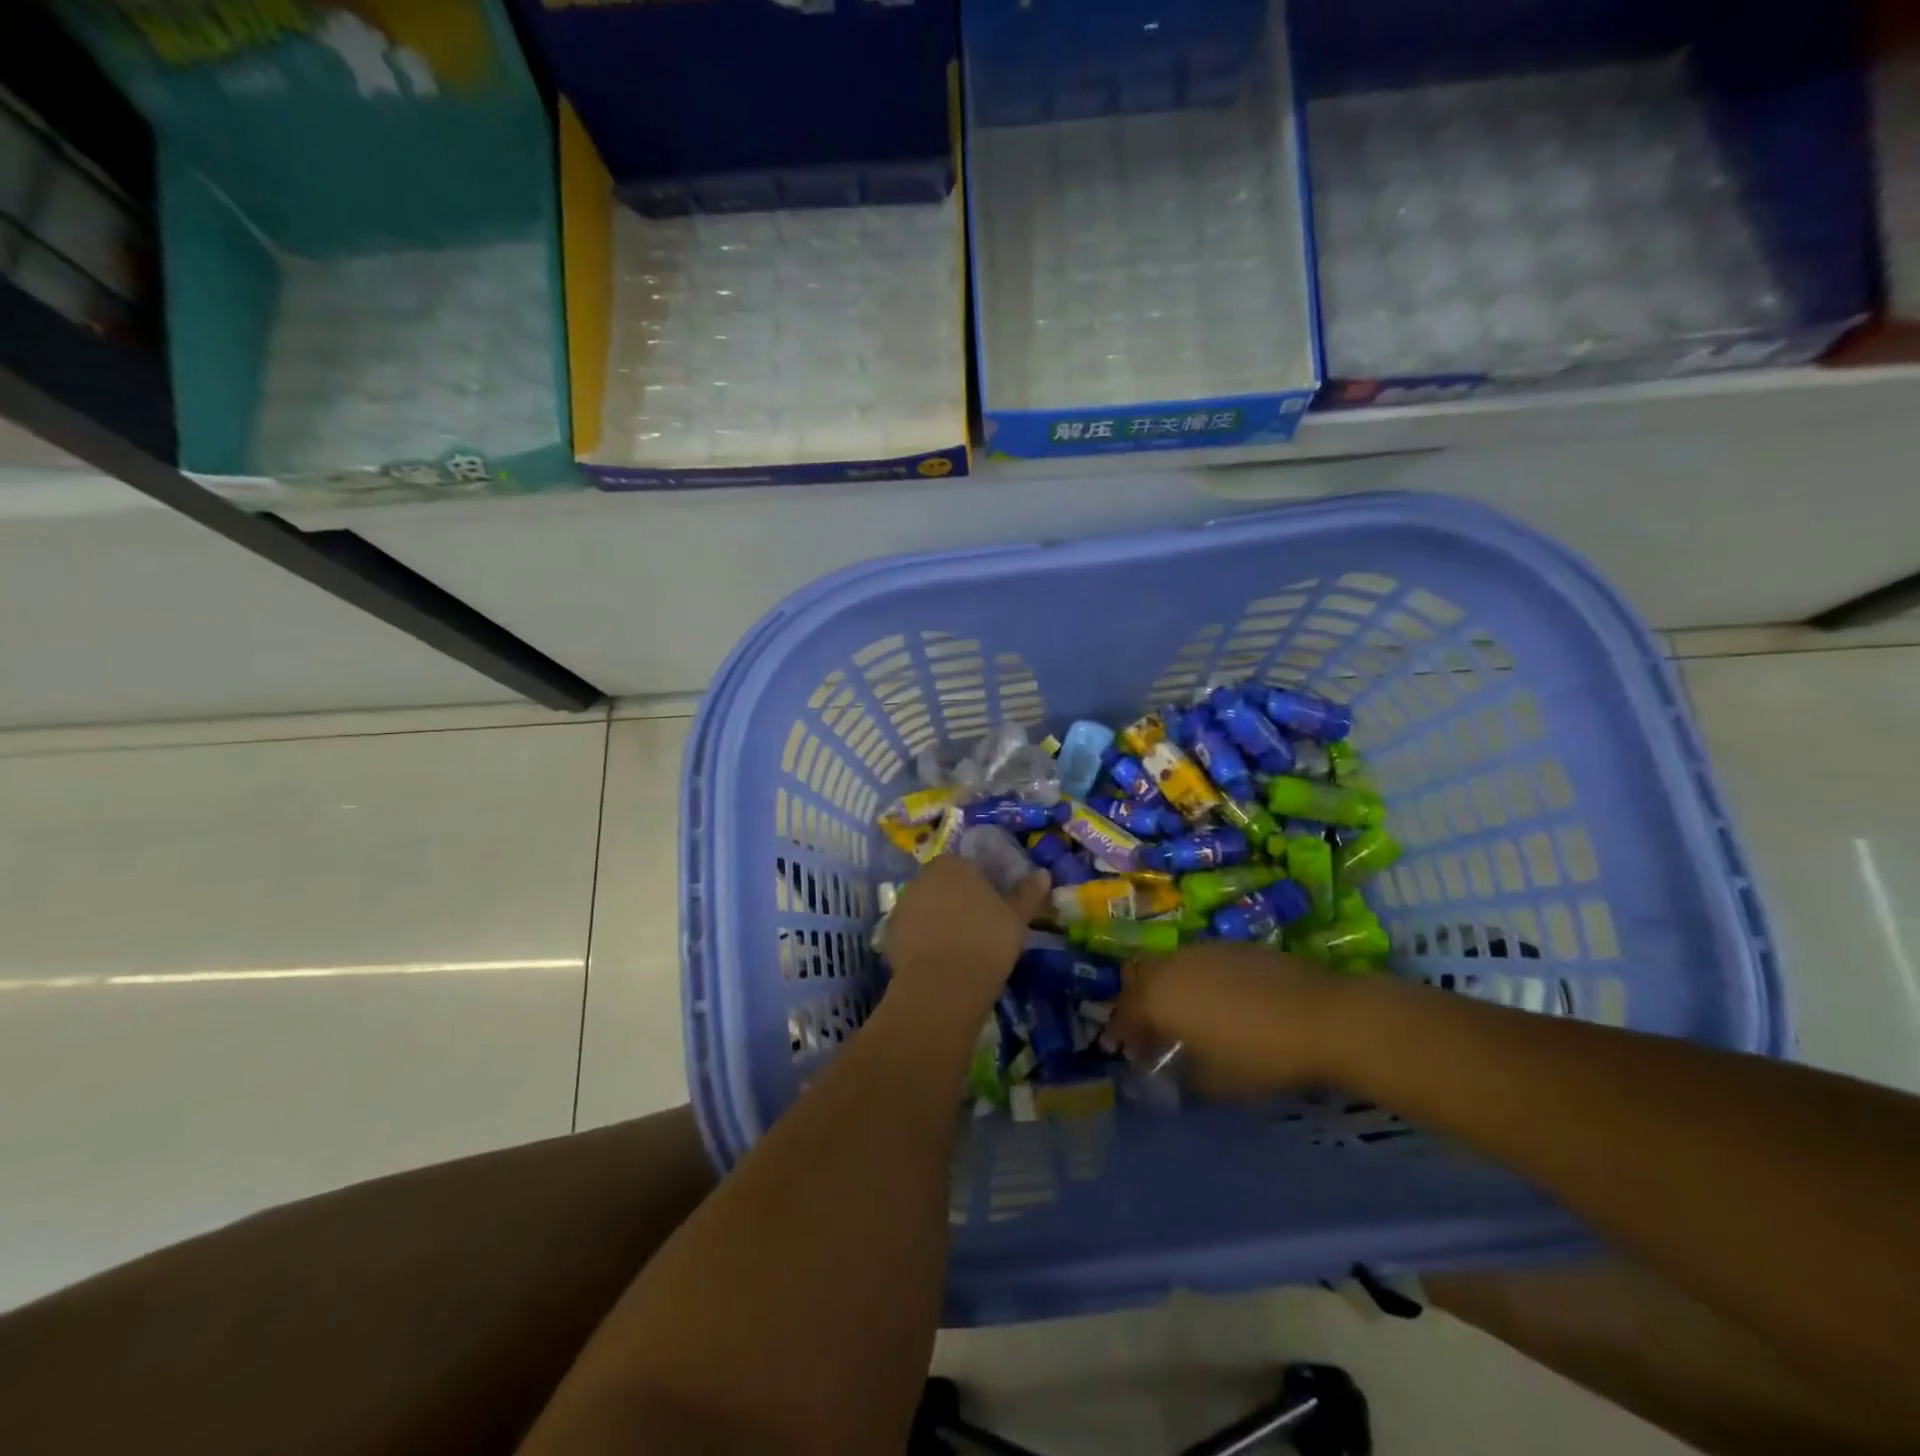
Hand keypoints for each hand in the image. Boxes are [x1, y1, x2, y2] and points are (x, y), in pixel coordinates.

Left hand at [881, 855, 1049, 1030]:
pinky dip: (920, 939)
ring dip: (936, 918)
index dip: (978, 884)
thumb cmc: (987, 942)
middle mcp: (923, 877)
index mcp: (954, 864)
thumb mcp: (1016, 918)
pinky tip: (937, 959)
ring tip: (956, 945)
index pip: (965, 865)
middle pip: (942, 883)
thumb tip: (1044, 873)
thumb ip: (1028, 893)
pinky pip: (910, 929)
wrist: (943, 985)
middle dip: (954, 898)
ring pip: (924, 905)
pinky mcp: (889, 933)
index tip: (990, 905)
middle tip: (975, 925)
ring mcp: (902, 904)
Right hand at [1106, 942, 1348, 1095]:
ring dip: (1168, 988)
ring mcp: (1202, 951)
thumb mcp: (1216, 1082)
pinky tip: (1223, 1002)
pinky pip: (1199, 961)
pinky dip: (1198, 979)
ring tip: (1190, 1016)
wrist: (1321, 1016)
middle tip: (1155, 1030)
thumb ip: (1186, 1076)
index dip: (1124, 1034)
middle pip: (1138, 978)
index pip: (1124, 1013)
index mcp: (1158, 999)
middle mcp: (1172, 966)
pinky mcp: (1232, 946)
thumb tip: (1177, 1072)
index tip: (1135, 1054)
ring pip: (1169, 965)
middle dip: (1139, 1003)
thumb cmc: (1260, 1055)